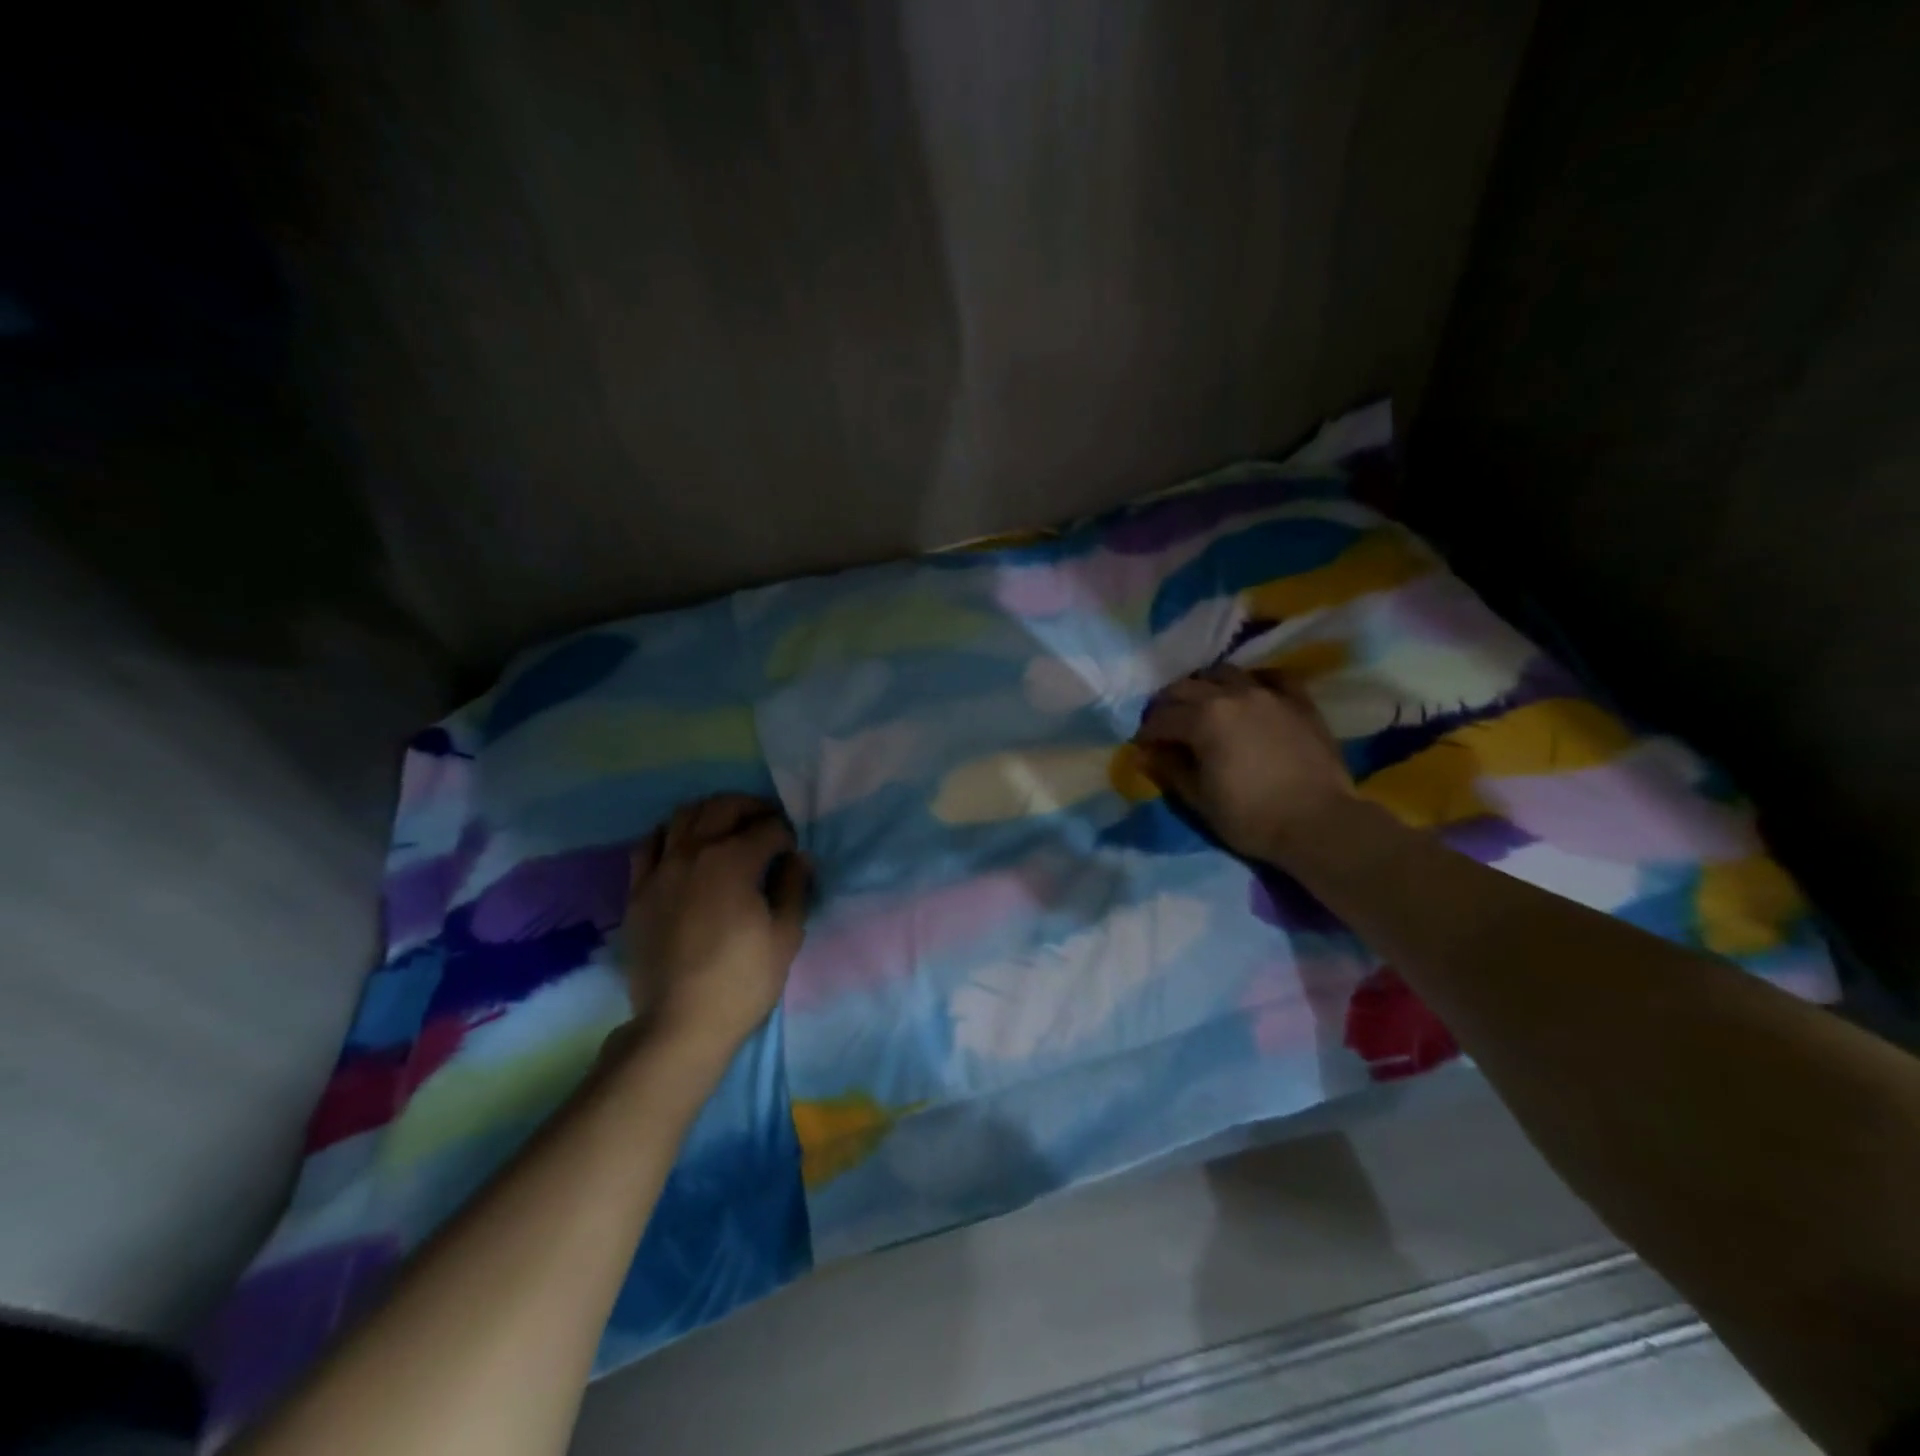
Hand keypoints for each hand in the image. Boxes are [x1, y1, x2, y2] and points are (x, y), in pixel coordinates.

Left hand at [623, 794, 813, 1057]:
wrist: (680, 1024)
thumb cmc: (742, 980)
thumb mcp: (785, 935)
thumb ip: (794, 887)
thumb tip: (798, 858)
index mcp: (734, 860)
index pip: (768, 828)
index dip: (787, 835)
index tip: (793, 853)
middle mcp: (694, 852)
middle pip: (723, 807)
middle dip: (751, 808)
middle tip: (767, 824)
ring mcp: (660, 869)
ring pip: (683, 816)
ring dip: (711, 813)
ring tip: (727, 828)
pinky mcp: (638, 890)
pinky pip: (648, 844)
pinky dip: (669, 834)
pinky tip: (682, 846)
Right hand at [1135, 664, 1356, 863]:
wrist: (1319, 823)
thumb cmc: (1251, 817)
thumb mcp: (1199, 799)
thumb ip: (1169, 769)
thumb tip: (1144, 753)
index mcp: (1203, 719)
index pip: (1161, 718)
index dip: (1146, 732)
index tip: (1142, 746)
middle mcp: (1232, 695)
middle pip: (1187, 687)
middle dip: (1168, 704)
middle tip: (1165, 725)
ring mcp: (1268, 694)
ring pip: (1225, 673)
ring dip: (1206, 686)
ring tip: (1203, 706)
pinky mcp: (1298, 701)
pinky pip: (1272, 677)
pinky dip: (1253, 682)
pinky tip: (1250, 695)